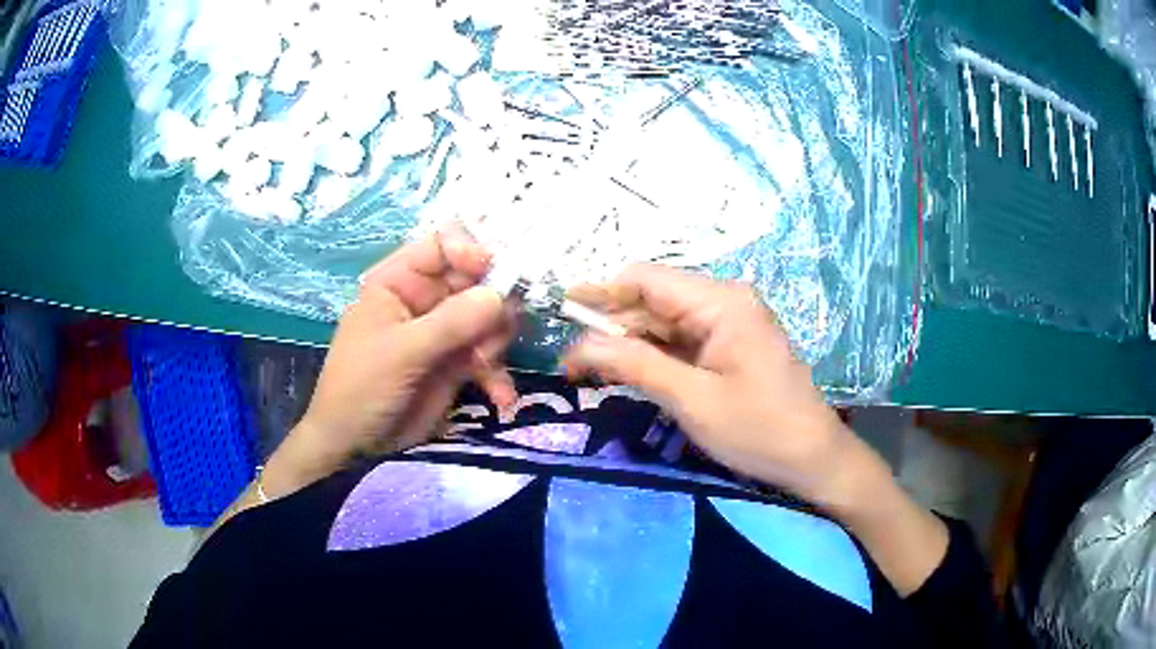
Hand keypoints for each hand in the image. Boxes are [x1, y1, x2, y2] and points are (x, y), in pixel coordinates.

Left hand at [266, 227, 517, 494]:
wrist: (356, 446)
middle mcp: (425, 300)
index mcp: (399, 282)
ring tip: (486, 369)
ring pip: (489, 318)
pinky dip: (498, 375)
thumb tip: (500, 295)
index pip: (442, 245)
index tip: (494, 274)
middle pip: (475, 281)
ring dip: (496, 343)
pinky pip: (489, 356)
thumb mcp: (401, 352)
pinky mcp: (456, 364)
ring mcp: (443, 332)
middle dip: (493, 306)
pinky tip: (501, 398)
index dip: (471, 251)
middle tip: (495, 336)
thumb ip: (450, 323)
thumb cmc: (362, 387)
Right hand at [561, 264, 877, 509]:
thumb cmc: (759, 430)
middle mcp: (724, 302)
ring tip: (587, 369)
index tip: (562, 312)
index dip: (601, 292)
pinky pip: (680, 342)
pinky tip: (625, 372)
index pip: (646, 279)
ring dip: (628, 343)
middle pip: (652, 300)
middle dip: (610, 324)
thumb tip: (580, 344)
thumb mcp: (693, 400)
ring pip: (663, 322)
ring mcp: (728, 324)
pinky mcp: (728, 347)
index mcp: (721, 301)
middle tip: (570, 359)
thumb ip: (636, 365)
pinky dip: (652, 356)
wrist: (813, 459)